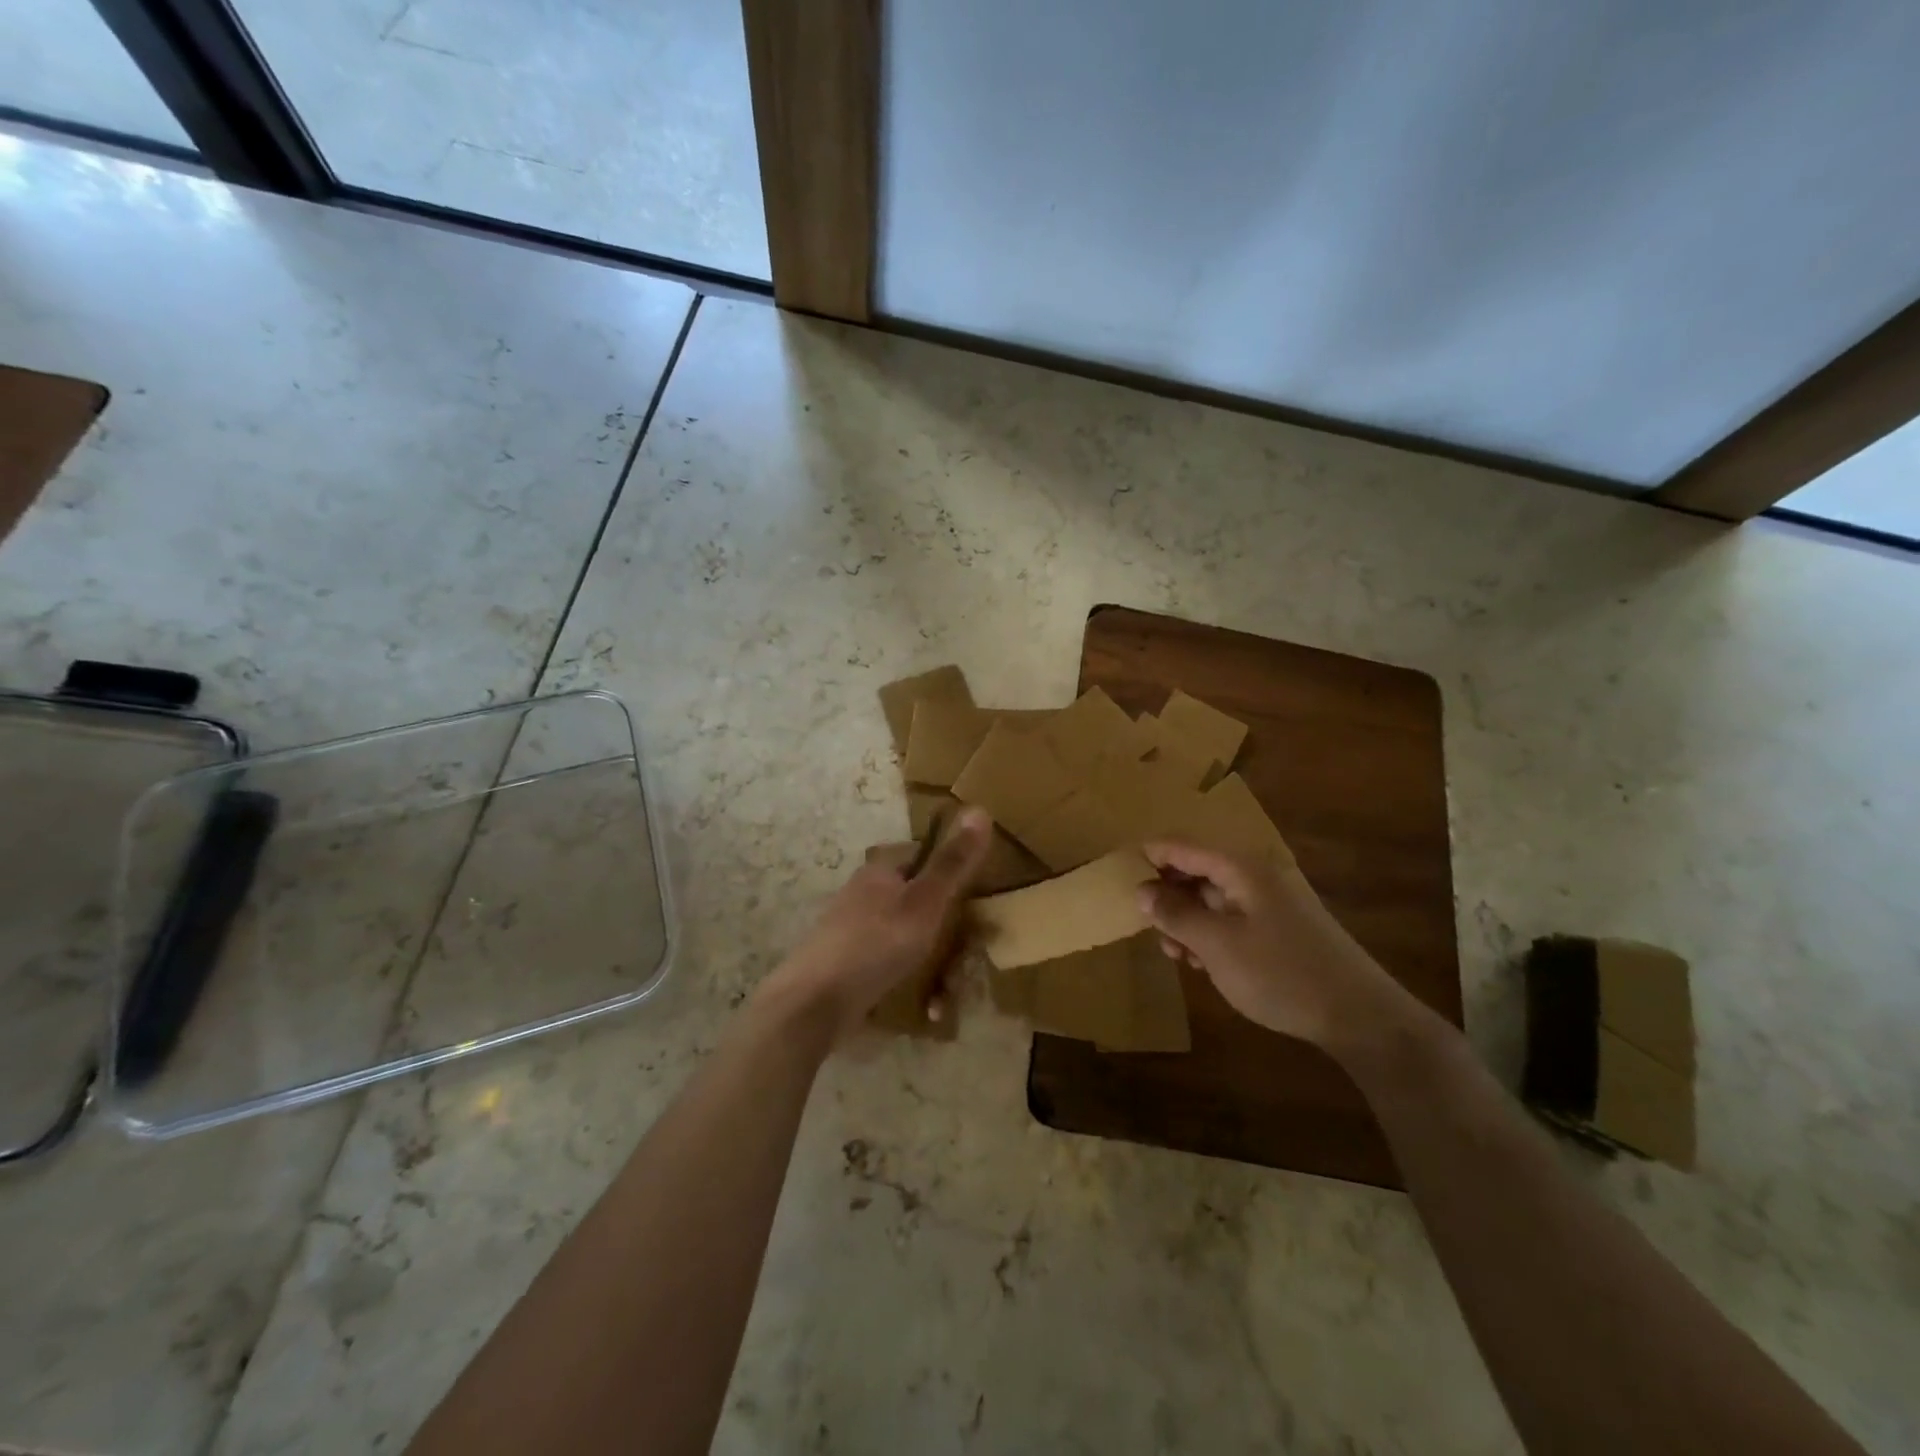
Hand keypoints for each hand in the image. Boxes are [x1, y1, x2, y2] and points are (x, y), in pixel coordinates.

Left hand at [755, 808, 992, 1037]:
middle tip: (963, 962)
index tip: (974, 903)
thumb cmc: (876, 943)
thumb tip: (979, 809)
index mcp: (880, 871)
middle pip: (919, 904)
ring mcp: (853, 932)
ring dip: (933, 968)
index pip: (923, 857)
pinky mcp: (848, 966)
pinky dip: (911, 984)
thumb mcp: (925, 901)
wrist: (814, 1002)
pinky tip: (925, 1009)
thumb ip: (953, 861)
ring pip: (908, 940)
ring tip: (945, 996)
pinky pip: (891, 968)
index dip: (951, 876)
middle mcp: (864, 895)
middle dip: (946, 935)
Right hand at [1136, 841, 1416, 1055]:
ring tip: (1175, 953)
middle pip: (1196, 870)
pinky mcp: (1280, 928)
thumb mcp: (1217, 945)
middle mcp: (1255, 876)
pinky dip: (1210, 934)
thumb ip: (1175, 913)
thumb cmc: (1281, 973)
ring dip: (1187, 920)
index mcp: (1241, 868)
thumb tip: (1141, 889)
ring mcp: (1270, 902)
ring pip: (1212, 898)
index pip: (1182, 846)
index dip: (1148, 856)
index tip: (1118, 875)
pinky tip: (1203, 963)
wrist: (1359, 1016)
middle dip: (1167, 895)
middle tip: (1148, 927)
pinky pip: (1231, 918)